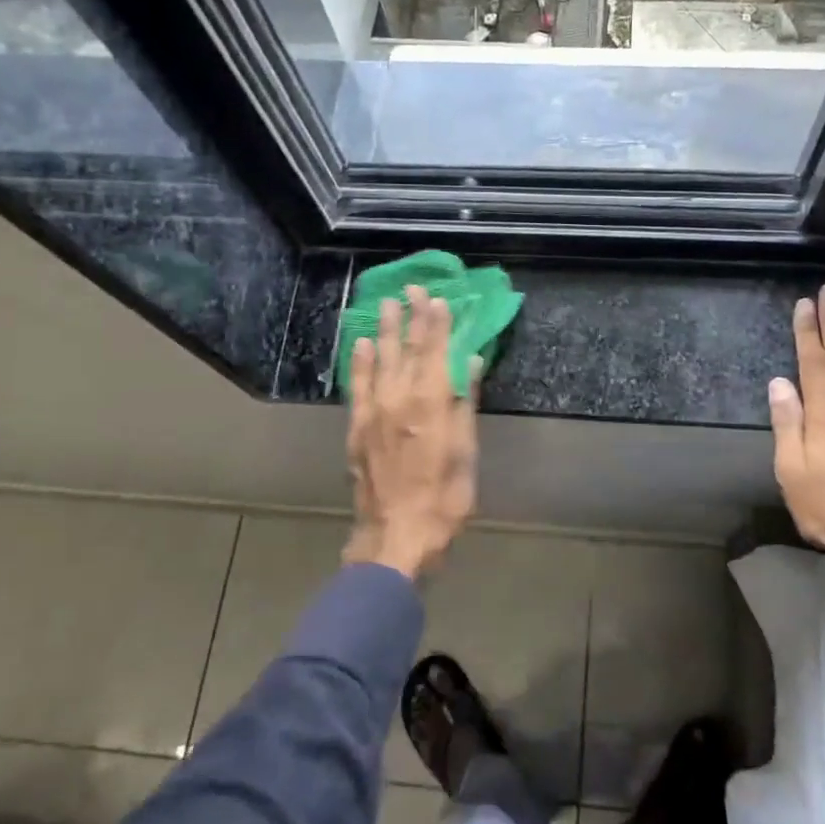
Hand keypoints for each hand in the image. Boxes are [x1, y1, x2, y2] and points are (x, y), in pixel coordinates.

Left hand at [344, 286, 481, 580]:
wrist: (397, 535)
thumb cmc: (443, 497)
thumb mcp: (465, 452)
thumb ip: (463, 403)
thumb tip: (467, 362)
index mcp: (431, 402)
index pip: (435, 351)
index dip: (437, 324)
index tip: (439, 298)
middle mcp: (399, 398)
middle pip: (406, 349)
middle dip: (411, 317)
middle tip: (411, 288)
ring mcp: (374, 411)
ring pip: (380, 360)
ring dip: (383, 330)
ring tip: (385, 304)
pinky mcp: (357, 427)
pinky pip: (357, 385)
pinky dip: (359, 362)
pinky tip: (360, 344)